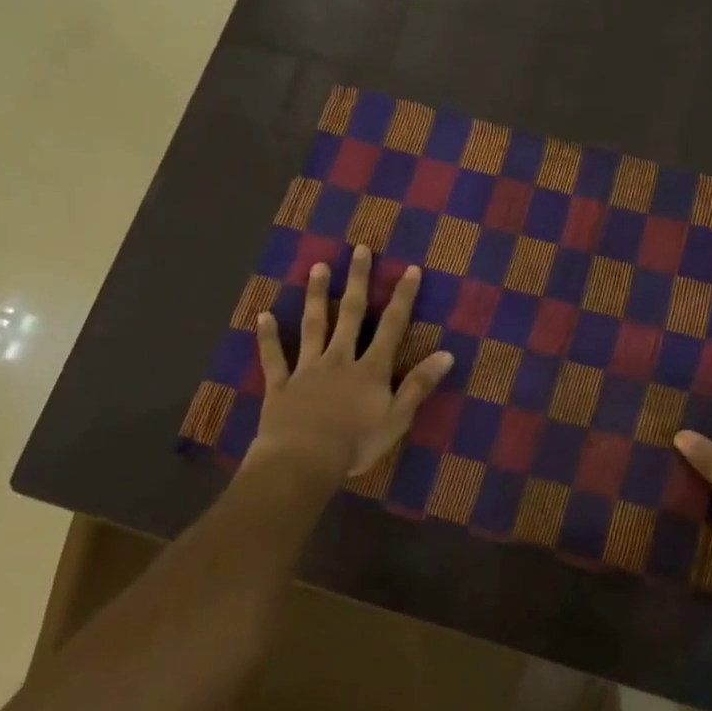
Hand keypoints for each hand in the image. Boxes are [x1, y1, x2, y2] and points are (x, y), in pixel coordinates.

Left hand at [250, 246, 454, 481]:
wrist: (303, 461)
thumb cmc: (355, 444)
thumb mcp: (397, 419)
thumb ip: (419, 385)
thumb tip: (447, 354)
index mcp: (370, 369)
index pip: (391, 327)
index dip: (402, 298)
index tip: (410, 269)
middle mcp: (340, 359)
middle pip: (350, 314)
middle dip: (357, 281)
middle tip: (359, 250)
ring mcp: (307, 369)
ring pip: (313, 326)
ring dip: (316, 296)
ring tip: (318, 267)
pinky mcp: (281, 385)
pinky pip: (274, 357)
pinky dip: (268, 337)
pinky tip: (264, 316)